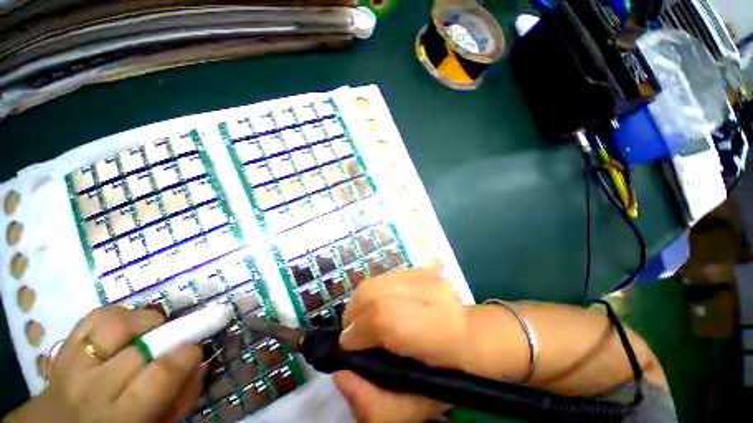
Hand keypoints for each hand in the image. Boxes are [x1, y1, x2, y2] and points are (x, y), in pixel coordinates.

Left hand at [7, 307, 205, 422]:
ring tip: (150, 329)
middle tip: (176, 338)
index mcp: (121, 415)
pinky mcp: (63, 346)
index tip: (195, 348)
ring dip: (142, 320)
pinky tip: (125, 327)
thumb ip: (181, 398)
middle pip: (140, 347)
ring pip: (114, 324)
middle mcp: (93, 389)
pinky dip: (117, 314)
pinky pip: (93, 317)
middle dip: (168, 334)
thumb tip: (199, 363)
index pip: (162, 373)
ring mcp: (73, 364)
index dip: (187, 353)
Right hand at [333, 267, 468, 422]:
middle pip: (371, 291)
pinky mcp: (423, 270)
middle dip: (354, 312)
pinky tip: (382, 302)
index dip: (355, 332)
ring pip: (377, 281)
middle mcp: (424, 296)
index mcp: (426, 334)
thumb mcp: (408, 409)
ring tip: (366, 315)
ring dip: (363, 299)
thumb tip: (341, 372)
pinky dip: (377, 289)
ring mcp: (425, 277)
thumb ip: (369, 400)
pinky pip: (388, 276)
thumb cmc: (442, 375)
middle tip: (354, 330)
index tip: (347, 345)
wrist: (472, 341)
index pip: (378, 319)